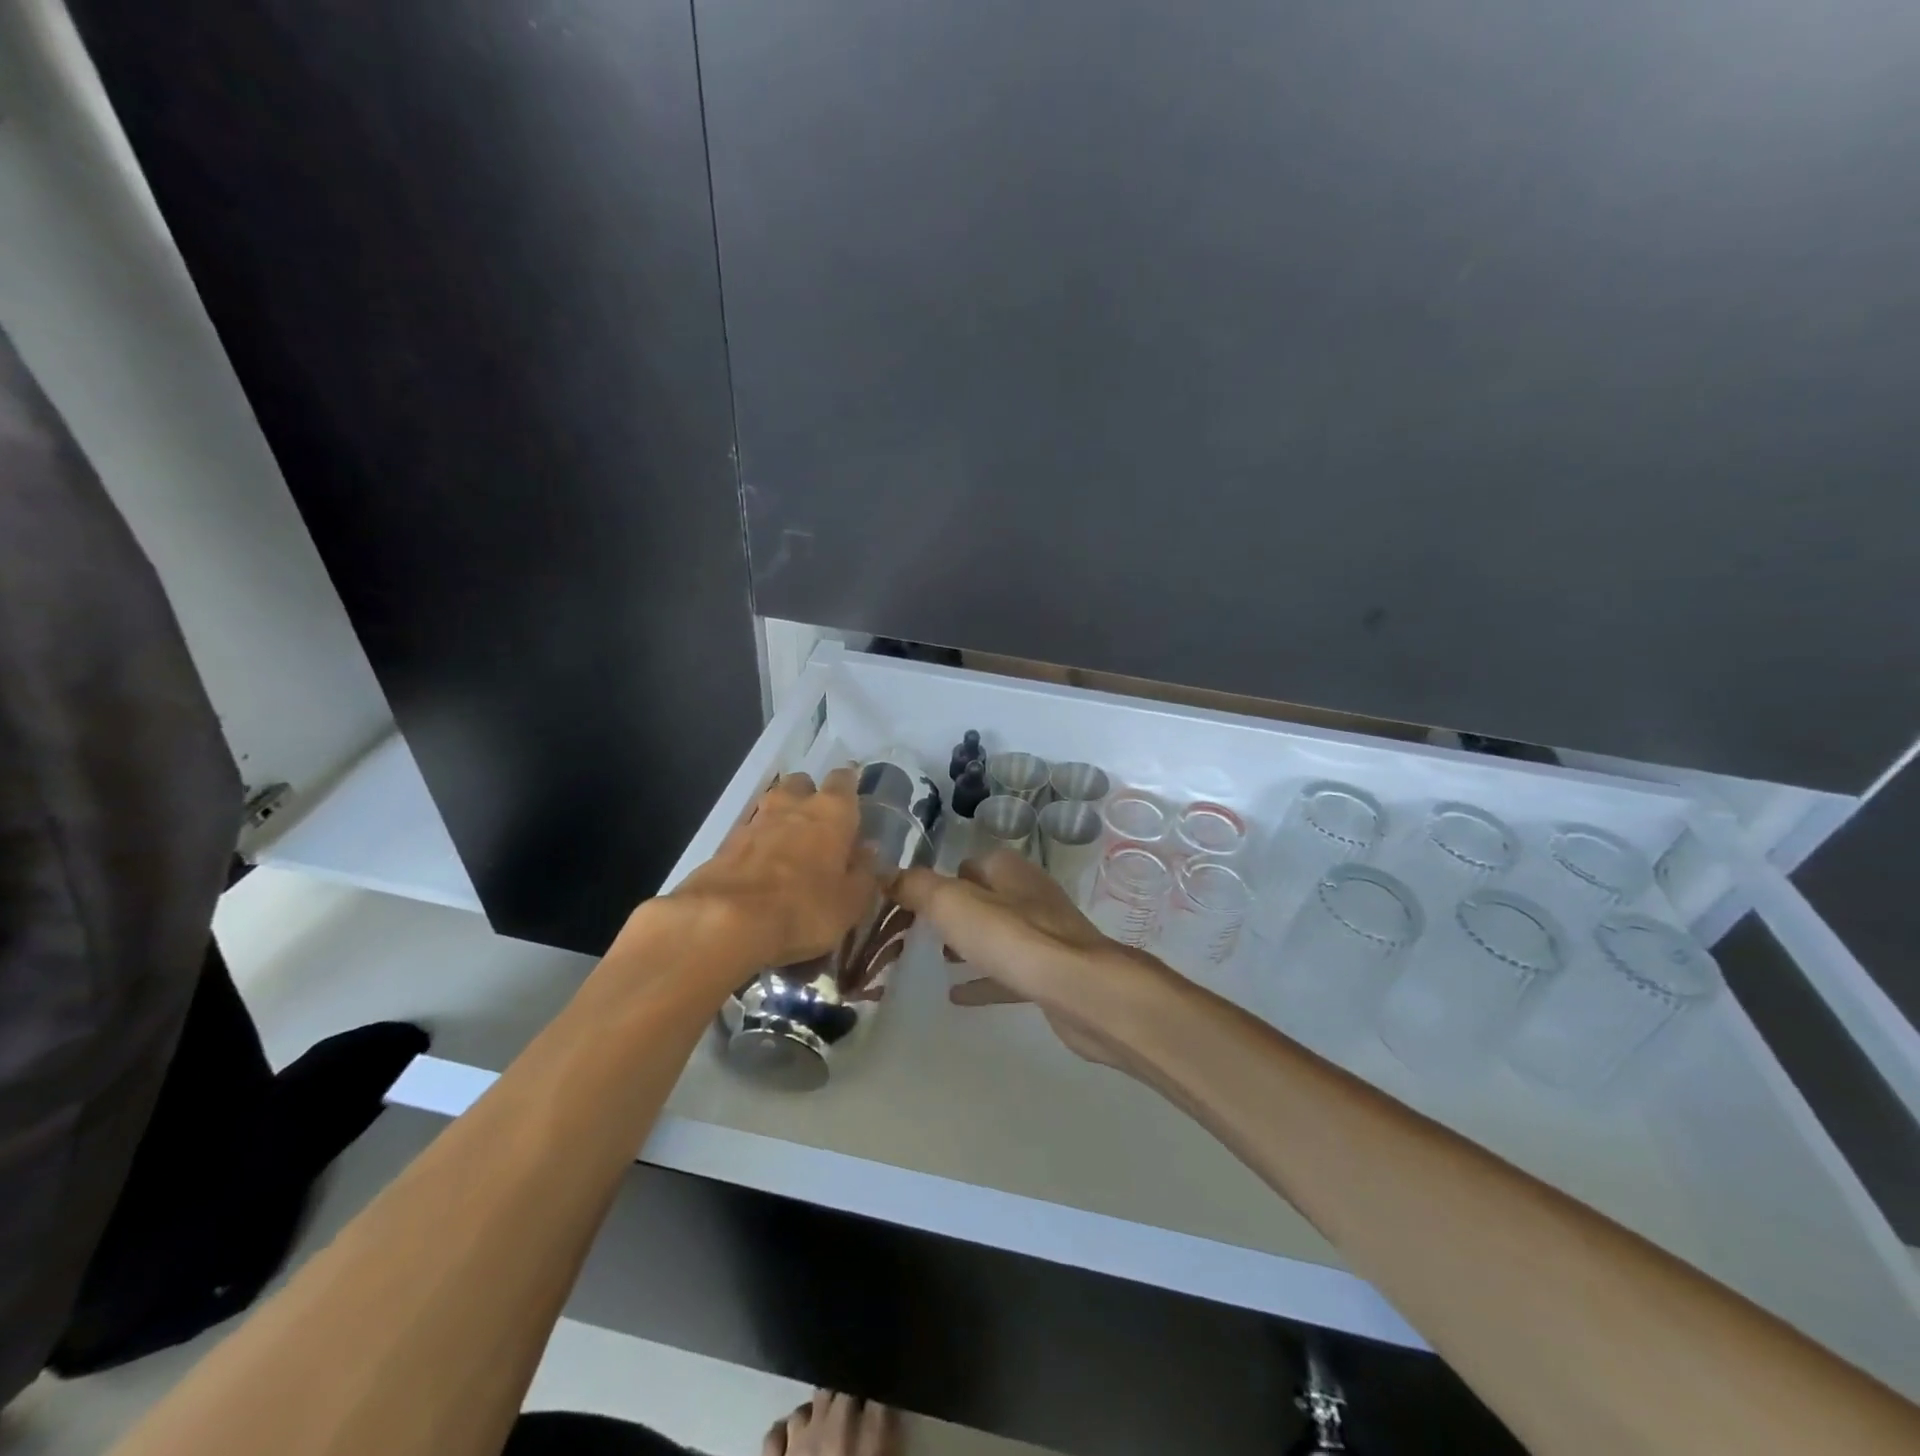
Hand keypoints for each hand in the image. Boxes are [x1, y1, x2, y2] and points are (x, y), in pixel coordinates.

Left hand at [671, 768, 877, 968]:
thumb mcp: (851, 902)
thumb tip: (868, 853)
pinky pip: (750, 833)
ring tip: (790, 849)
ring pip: (774, 805)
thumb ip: (863, 873)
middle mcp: (793, 804)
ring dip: (782, 819)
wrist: (726, 920)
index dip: (849, 788)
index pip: (844, 780)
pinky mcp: (726, 842)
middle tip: (819, 827)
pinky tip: (762, 868)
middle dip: (810, 797)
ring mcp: (756, 820)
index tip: (854, 803)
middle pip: (803, 784)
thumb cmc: (804, 908)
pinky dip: (758, 844)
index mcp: (832, 811)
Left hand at [763, 1390, 899, 1455]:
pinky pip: (775, 1435)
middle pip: (842, 1384)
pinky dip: (784, 1434)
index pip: (878, 1386)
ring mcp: (799, 1443)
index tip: (881, 1376)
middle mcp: (835, 1429)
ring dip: (817, 1411)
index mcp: (870, 1436)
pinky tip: (792, 1437)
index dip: (879, 1378)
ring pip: (808, 1404)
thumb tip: (889, 1410)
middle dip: (849, 1387)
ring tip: (825, 1420)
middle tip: (855, 1398)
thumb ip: (888, 1438)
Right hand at [893, 849, 1169, 1068]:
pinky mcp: (1052, 970)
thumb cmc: (1014, 939)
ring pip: (998, 933)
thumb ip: (917, 887)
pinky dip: (984, 979)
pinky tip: (959, 996)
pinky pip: (1009, 971)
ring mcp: (1045, 933)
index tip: (911, 902)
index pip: (968, 863)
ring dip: (970, 944)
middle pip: (984, 897)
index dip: (941, 879)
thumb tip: (884, 871)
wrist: (1082, 990)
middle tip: (920, 932)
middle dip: (954, 912)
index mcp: (1008, 870)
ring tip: (936, 960)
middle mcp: (1028, 894)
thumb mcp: (953, 905)